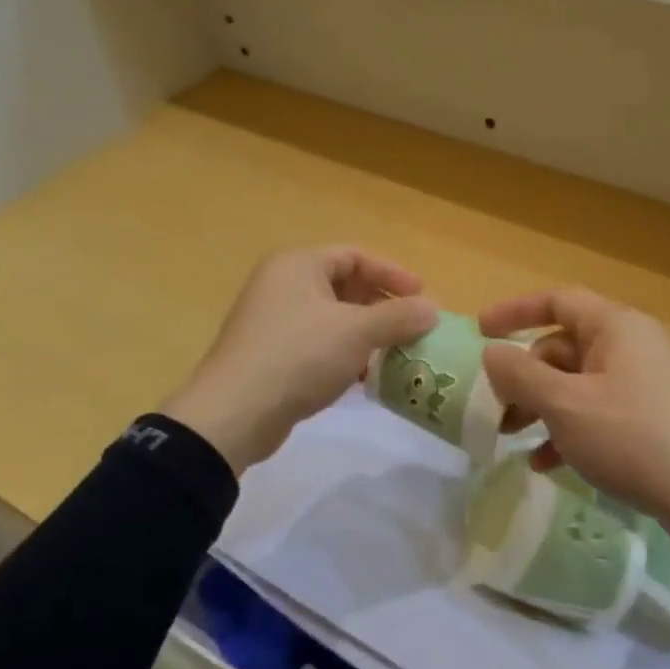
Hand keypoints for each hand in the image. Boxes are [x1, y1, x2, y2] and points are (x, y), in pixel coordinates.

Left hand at [161, 246, 437, 474]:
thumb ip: (398, 317)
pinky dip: (343, 354)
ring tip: (394, 354)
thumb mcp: (356, 332)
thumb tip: (434, 309)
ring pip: (331, 318)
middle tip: (412, 326)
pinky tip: (364, 377)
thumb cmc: (299, 356)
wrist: (236, 412)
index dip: (392, 273)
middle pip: (343, 285)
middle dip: (381, 306)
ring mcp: (272, 321)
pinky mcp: (270, 355)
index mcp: (298, 265)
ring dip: (365, 333)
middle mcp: (281, 285)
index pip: (354, 256)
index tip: (423, 297)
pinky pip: (317, 344)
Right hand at [479, 288, 669, 564]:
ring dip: (540, 407)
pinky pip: (595, 412)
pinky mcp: (648, 418)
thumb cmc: (632, 436)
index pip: (557, 301)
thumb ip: (520, 375)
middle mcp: (629, 346)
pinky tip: (544, 463)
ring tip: (511, 438)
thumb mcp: (565, 405)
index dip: (515, 311)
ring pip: (575, 383)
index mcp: (614, 327)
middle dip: (523, 377)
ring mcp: (641, 383)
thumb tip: (492, 354)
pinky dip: (566, 430)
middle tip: (495, 408)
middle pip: (562, 347)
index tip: (480, 331)